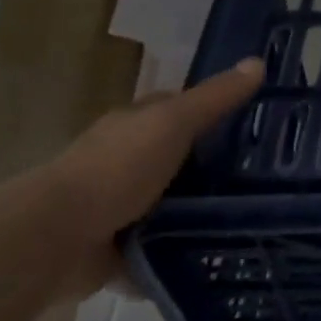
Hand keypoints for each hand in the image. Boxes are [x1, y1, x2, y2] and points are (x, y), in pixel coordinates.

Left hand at [42, 58, 264, 293]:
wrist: (54, 239)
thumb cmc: (115, 169)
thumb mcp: (173, 123)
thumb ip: (215, 99)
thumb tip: (259, 62)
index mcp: (135, 125)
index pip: (179, 107)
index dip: (213, 108)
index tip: (254, 121)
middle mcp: (125, 161)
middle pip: (178, 157)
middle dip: (212, 165)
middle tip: (266, 174)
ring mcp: (118, 207)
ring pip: (168, 204)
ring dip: (196, 212)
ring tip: (251, 218)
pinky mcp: (115, 250)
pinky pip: (156, 250)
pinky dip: (176, 256)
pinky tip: (212, 259)